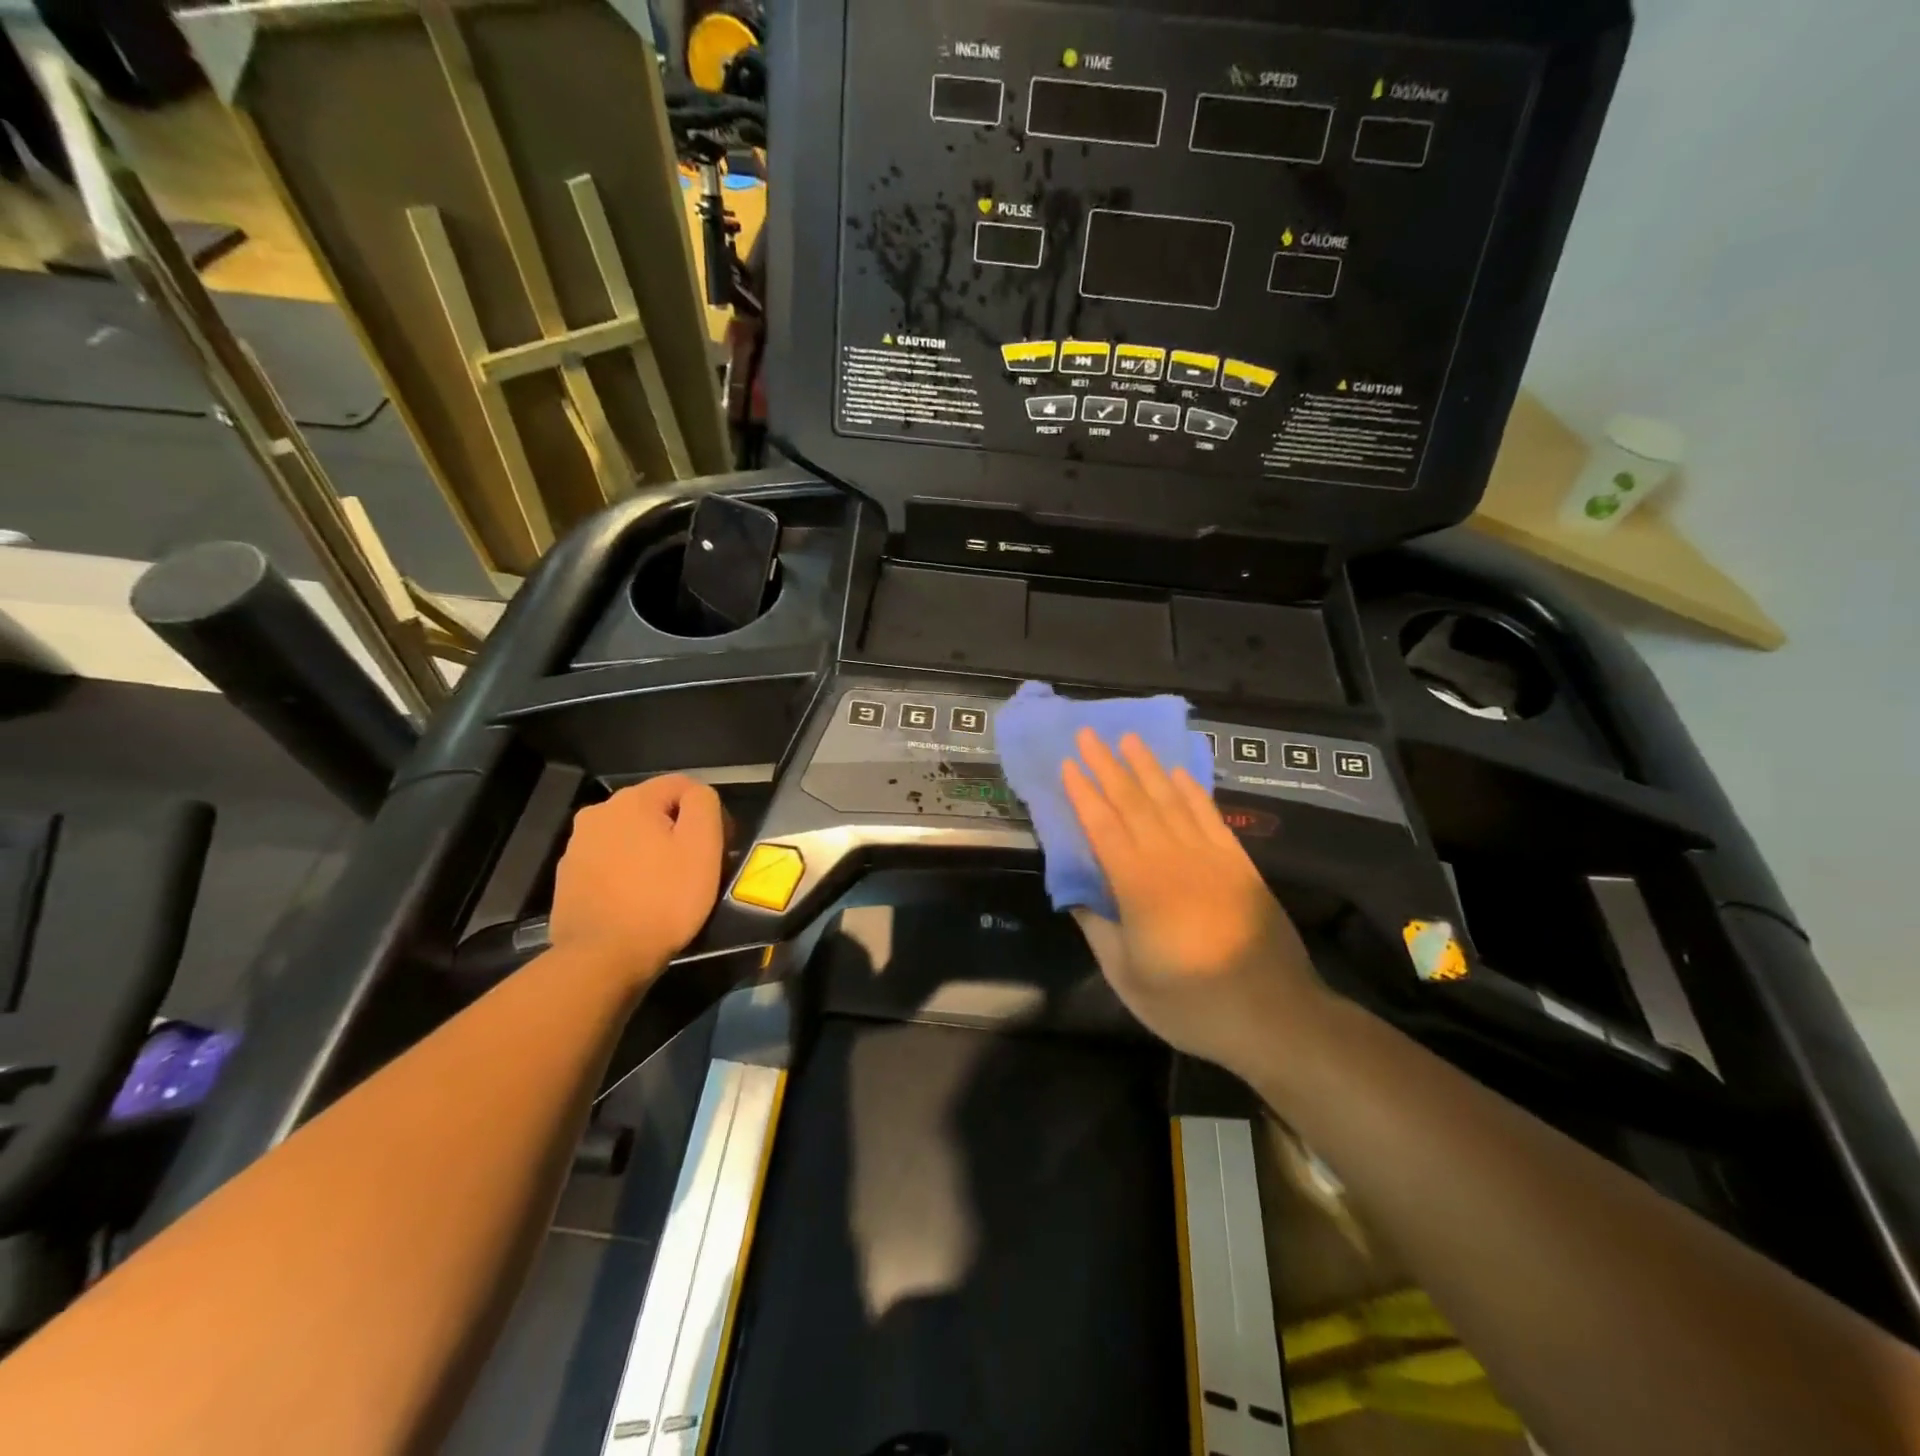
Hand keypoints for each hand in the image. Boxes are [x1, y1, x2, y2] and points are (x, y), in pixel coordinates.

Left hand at [549, 775, 724, 979]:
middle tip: (696, 868)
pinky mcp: (568, 877)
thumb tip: (697, 795)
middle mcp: (598, 813)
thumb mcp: (702, 846)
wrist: (602, 959)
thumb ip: (704, 804)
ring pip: (631, 836)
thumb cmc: (663, 899)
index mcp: (632, 800)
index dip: (709, 813)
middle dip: (678, 831)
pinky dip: (628, 873)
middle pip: (655, 810)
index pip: (683, 786)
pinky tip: (638, 899)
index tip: (718, 848)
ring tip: (666, 887)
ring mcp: (577, 846)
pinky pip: (610, 862)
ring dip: (651, 851)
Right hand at [1062, 729, 1324, 1075]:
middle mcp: (1171, 858)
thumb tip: (1077, 896)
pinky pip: (1209, 815)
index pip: (1103, 826)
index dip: (1083, 793)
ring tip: (1129, 739)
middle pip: (1134, 802)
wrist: (1274, 1015)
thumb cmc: (1190, 1003)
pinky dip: (1191, 790)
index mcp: (1138, 885)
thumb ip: (1098, 930)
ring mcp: (1208, 857)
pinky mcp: (1237, 863)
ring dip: (1147, 767)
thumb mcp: (1127, 977)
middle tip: (1089, 735)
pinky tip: (1178, 774)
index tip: (1067, 764)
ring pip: (1171, 800)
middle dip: (1108, 766)